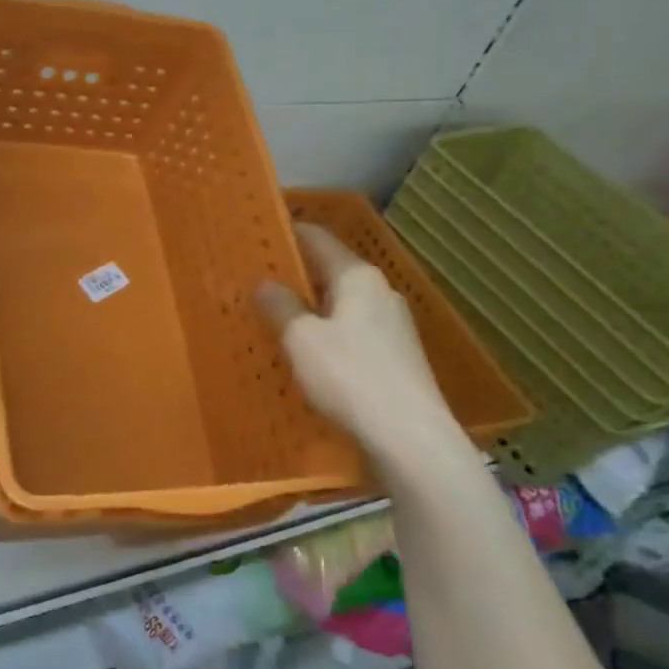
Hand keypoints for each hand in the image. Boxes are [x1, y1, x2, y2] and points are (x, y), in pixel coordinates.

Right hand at [256, 224, 461, 462]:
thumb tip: (265, 283)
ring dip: (313, 308)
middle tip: (259, 282)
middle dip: (297, 275)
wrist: (409, 436)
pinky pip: (354, 332)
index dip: (289, 233)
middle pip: (332, 271)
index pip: (318, 239)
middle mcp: (380, 291)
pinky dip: (329, 333)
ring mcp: (394, 324)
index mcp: (357, 277)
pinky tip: (310, 354)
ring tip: (278, 319)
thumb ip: (281, 307)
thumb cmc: (349, 376)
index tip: (261, 233)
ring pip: (343, 304)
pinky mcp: (398, 356)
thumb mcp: (301, 339)